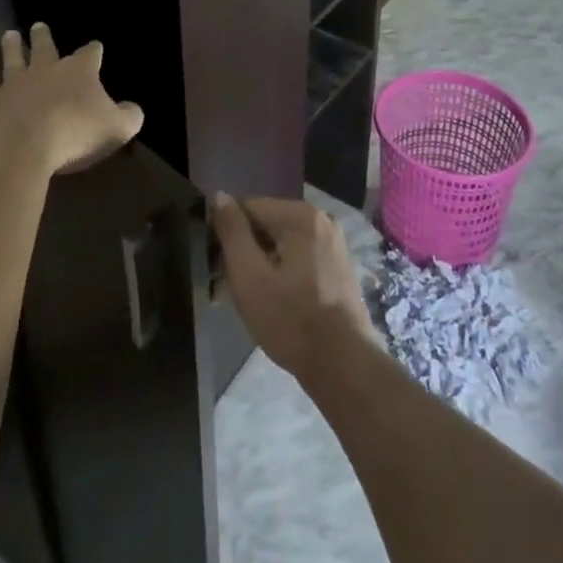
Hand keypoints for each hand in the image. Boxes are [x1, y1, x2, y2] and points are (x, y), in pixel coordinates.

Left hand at [0, 24, 143, 175]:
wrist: (17, 146)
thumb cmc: (73, 133)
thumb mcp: (115, 128)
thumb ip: (128, 117)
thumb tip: (133, 111)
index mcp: (79, 71)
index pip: (90, 54)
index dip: (94, 50)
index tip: (96, 47)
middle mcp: (45, 70)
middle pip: (45, 48)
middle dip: (43, 37)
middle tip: (38, 25)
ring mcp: (14, 84)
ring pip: (13, 59)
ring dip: (12, 48)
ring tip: (10, 36)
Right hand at [211, 194, 378, 386]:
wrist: (344, 366)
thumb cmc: (291, 320)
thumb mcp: (249, 276)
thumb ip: (232, 232)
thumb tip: (218, 195)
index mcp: (301, 215)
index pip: (248, 208)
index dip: (227, 235)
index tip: (218, 268)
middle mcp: (320, 219)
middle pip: (266, 225)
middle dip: (245, 253)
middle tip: (228, 289)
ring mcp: (332, 244)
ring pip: (281, 245)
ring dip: (261, 266)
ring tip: (248, 301)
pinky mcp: (337, 268)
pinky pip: (298, 259)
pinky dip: (281, 274)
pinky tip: (272, 303)